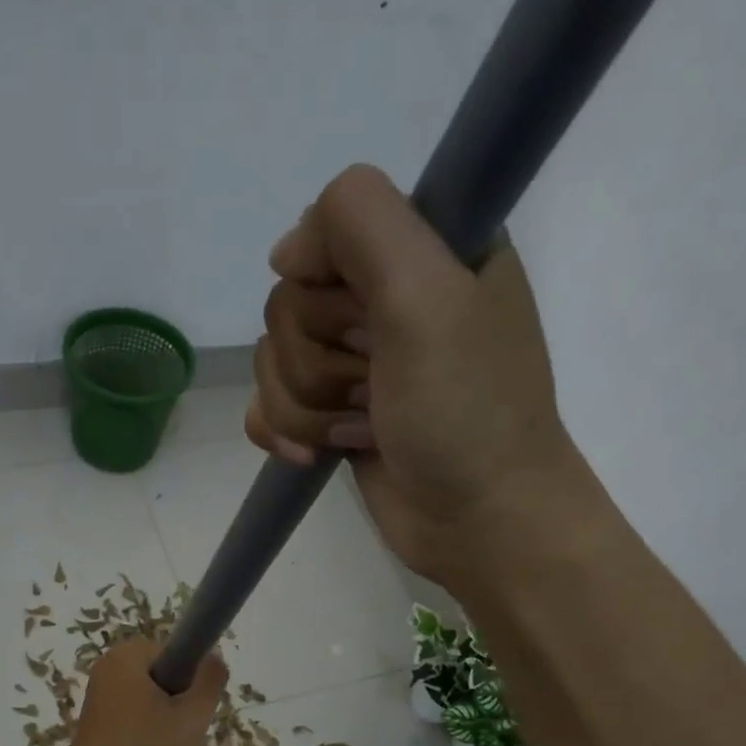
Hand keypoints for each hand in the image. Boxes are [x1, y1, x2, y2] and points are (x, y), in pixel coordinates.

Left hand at [62, 635, 227, 745]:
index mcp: (127, 655)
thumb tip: (213, 658)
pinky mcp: (92, 715)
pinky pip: (129, 710)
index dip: (189, 679)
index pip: (174, 652)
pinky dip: (141, 727)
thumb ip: (210, 680)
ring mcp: (96, 691)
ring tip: (161, 745)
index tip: (190, 708)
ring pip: (146, 694)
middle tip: (179, 729)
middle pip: (159, 673)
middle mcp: (107, 665)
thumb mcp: (192, 715)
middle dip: (174, 699)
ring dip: (160, 716)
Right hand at [246, 164, 580, 584]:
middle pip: (289, 304)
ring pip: (272, 361)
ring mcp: (355, 364)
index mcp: (424, 251)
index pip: (326, 230)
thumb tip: (285, 253)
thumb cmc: (465, 410)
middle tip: (375, 387)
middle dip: (320, 361)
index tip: (366, 320)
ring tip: (362, 430)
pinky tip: (316, 457)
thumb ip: (360, 225)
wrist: (478, 519)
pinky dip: (284, 433)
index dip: (327, 280)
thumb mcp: (427, 295)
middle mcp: (387, 301)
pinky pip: (267, 407)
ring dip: (308, 407)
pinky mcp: (331, 416)